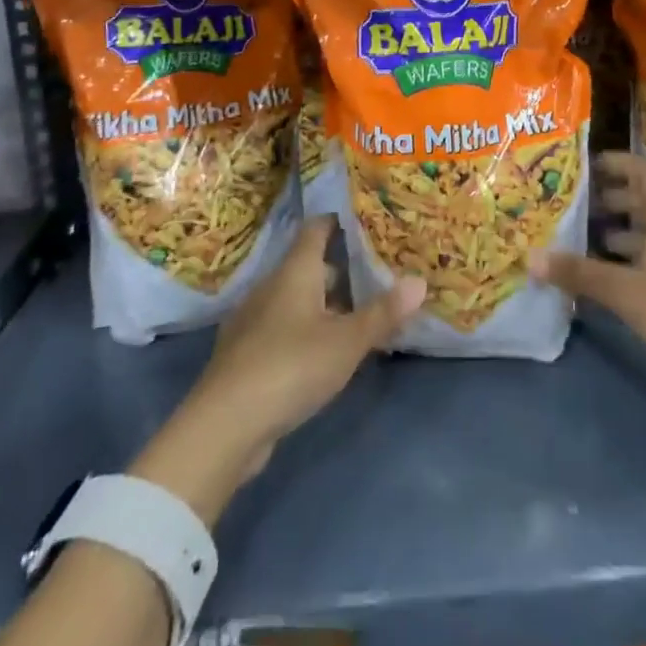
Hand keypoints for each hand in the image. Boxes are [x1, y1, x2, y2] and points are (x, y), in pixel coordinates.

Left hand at [132, 218, 425, 520]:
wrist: (225, 424)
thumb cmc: (291, 366)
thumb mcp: (346, 341)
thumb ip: (383, 312)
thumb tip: (420, 280)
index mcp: (294, 272)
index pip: (316, 229)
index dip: (339, 221)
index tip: (366, 221)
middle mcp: (271, 287)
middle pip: (308, 266)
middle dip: (341, 269)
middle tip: (377, 274)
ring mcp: (254, 320)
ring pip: (296, 299)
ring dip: (325, 304)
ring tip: (358, 314)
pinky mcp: (246, 354)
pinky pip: (284, 327)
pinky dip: (306, 330)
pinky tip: (325, 352)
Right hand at [529, 152, 645, 462]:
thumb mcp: (629, 292)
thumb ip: (580, 273)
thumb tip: (529, 256)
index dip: (618, 163)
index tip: (582, 165)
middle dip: (609, 201)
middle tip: (569, 204)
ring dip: (614, 236)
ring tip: (573, 241)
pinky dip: (623, 269)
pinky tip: (595, 283)